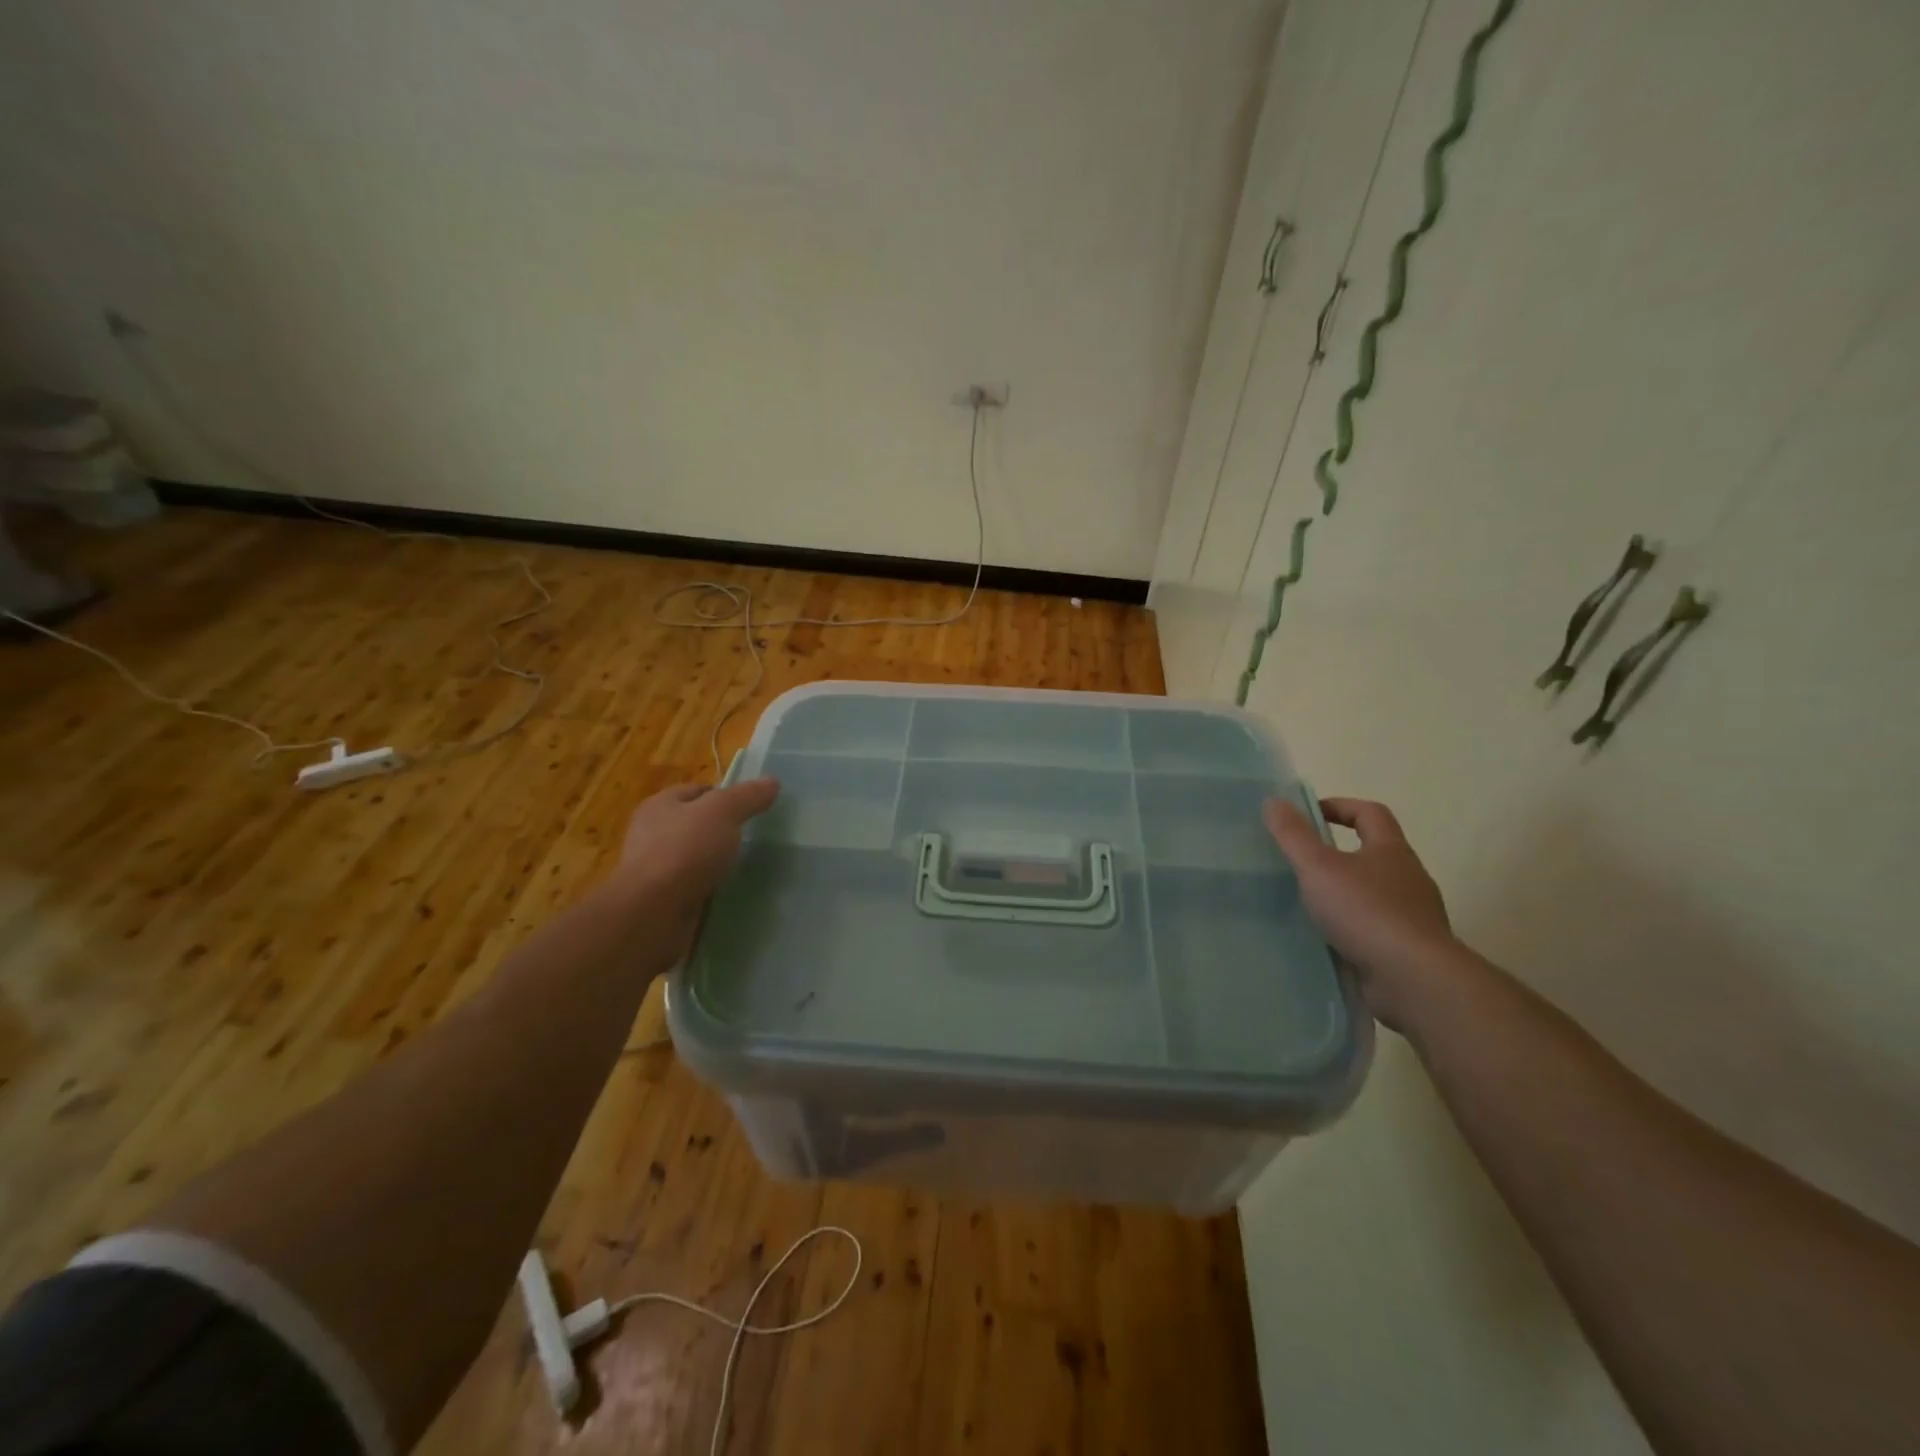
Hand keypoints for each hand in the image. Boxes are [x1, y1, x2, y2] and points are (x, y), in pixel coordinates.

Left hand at [606, 777, 779, 951]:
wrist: (654, 913)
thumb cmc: (685, 851)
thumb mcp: (722, 812)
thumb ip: (747, 796)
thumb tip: (772, 782)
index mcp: (660, 805)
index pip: (699, 791)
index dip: (726, 796)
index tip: (753, 809)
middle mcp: (653, 833)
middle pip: (696, 824)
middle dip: (723, 831)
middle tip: (753, 838)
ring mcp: (656, 869)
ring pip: (696, 857)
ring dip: (716, 862)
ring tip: (745, 866)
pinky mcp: (662, 899)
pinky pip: (693, 886)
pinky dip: (710, 887)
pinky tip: (729, 891)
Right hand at [1264, 796, 1455, 1027]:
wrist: (1414, 980)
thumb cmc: (1366, 912)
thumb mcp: (1319, 867)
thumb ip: (1294, 835)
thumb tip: (1273, 800)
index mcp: (1391, 851)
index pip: (1370, 813)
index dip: (1340, 806)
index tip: (1308, 814)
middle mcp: (1408, 879)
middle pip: (1374, 853)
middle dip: (1339, 853)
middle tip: (1300, 861)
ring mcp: (1412, 916)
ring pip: (1374, 893)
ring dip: (1344, 893)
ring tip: (1307, 903)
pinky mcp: (1407, 950)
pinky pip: (1374, 928)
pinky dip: (1350, 927)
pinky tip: (1325, 938)